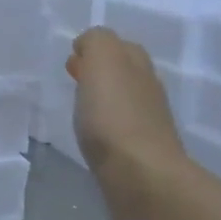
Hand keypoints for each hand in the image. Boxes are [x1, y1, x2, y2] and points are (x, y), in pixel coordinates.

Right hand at [67, 28, 187, 219]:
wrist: (138, 176)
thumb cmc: (114, 117)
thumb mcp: (103, 63)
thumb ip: (97, 43)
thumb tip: (89, 45)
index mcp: (138, 67)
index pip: (120, 46)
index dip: (96, 48)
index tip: (72, 58)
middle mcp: (148, 91)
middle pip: (127, 72)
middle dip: (102, 71)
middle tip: (73, 77)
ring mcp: (147, 125)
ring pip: (125, 100)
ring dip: (104, 98)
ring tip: (79, 106)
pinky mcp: (138, 154)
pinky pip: (120, 129)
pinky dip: (106, 125)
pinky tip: (92, 134)